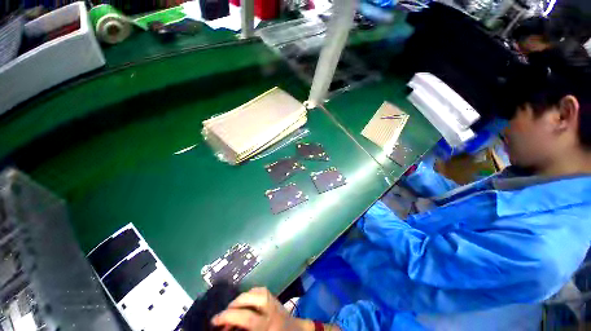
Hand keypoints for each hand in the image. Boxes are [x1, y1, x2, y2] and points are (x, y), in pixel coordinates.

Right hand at [211, 287, 311, 330]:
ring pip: (259, 292)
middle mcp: (272, 311)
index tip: (214, 321)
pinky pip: (263, 291)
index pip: (247, 318)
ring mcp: (275, 303)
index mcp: (267, 325)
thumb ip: (244, 329)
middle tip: (223, 314)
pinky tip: (246, 300)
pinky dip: (252, 293)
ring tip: (233, 307)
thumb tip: (227, 327)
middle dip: (235, 305)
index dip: (229, 317)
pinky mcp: (276, 299)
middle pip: (253, 300)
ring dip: (243, 297)